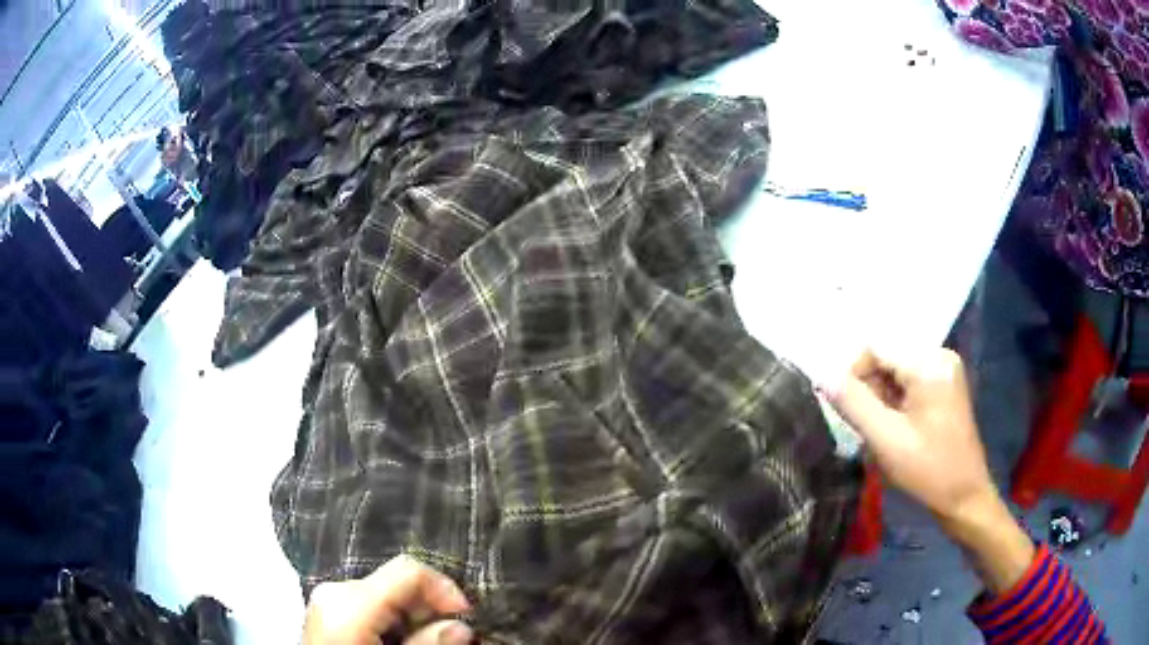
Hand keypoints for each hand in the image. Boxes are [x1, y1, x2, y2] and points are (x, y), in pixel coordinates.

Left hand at [303, 555, 473, 644]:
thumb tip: (460, 627)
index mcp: (350, 601)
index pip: (409, 570)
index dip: (445, 589)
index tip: (467, 618)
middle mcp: (335, 590)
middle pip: (398, 584)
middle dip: (429, 610)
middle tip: (447, 640)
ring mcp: (327, 600)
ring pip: (386, 596)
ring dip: (412, 619)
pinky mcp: (326, 612)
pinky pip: (369, 607)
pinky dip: (391, 623)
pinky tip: (394, 644)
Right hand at [826, 348, 993, 522]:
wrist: (965, 496)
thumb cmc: (928, 470)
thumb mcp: (886, 440)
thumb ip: (853, 404)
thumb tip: (822, 375)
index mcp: (929, 363)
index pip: (875, 346)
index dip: (852, 374)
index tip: (845, 410)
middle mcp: (939, 355)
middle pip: (886, 357)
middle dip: (869, 389)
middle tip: (869, 427)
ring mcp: (944, 369)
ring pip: (894, 370)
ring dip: (881, 398)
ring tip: (884, 431)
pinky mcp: (944, 384)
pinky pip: (908, 381)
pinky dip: (895, 401)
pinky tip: (898, 427)